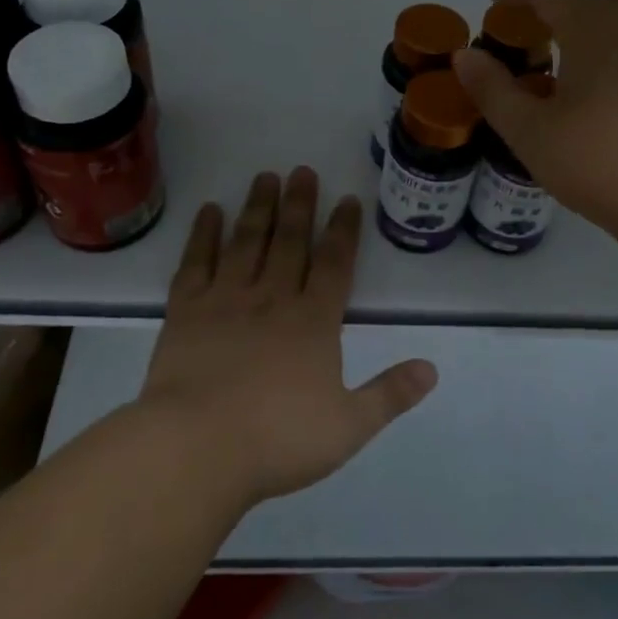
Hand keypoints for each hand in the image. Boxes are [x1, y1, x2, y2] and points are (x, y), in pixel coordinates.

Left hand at [138, 168, 437, 506]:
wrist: (197, 447)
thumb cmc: (278, 440)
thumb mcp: (349, 426)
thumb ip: (390, 395)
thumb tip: (432, 369)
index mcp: (313, 322)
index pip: (335, 264)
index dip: (344, 230)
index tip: (348, 199)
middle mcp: (272, 298)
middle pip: (290, 241)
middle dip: (300, 204)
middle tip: (303, 170)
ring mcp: (226, 300)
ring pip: (246, 242)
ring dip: (258, 208)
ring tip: (265, 176)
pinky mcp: (185, 311)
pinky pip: (196, 262)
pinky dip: (203, 235)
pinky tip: (209, 211)